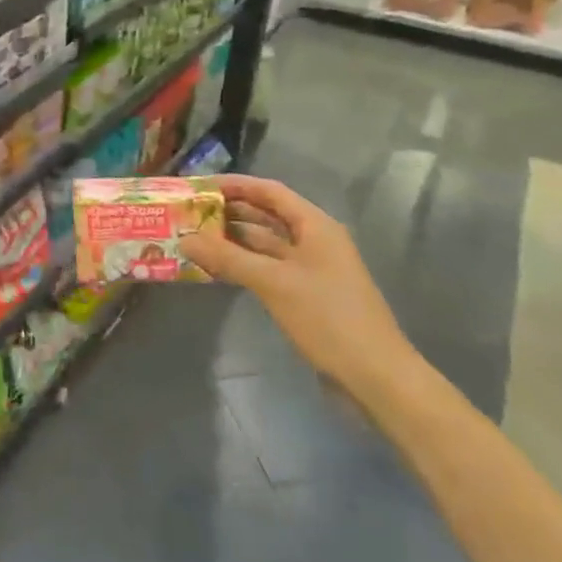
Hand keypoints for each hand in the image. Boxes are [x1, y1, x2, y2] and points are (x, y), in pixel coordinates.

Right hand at [180, 174, 417, 400]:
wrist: (376, 376)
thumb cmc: (328, 318)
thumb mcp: (273, 283)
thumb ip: (227, 258)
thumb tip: (185, 239)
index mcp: (315, 226)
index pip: (270, 192)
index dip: (235, 185)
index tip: (200, 186)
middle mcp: (315, 241)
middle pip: (268, 216)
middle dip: (230, 212)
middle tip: (191, 213)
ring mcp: (312, 269)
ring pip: (266, 244)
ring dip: (234, 240)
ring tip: (196, 238)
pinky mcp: (308, 295)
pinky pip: (269, 269)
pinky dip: (244, 265)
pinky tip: (218, 269)